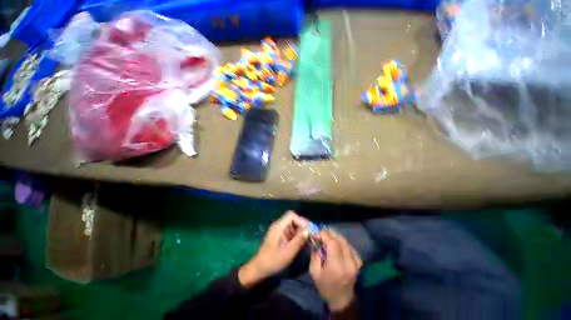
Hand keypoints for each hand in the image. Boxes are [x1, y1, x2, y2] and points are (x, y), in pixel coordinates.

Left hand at [239, 211, 308, 287]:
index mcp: (278, 226)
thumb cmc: (273, 260)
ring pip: (292, 225)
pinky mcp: (279, 236)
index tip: (308, 229)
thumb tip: (308, 231)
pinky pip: (290, 231)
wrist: (259, 268)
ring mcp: (279, 231)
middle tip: (311, 233)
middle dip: (302, 225)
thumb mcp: (288, 252)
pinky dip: (296, 235)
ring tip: (308, 238)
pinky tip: (302, 242)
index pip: (291, 215)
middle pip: (292, 219)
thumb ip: (298, 240)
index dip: (301, 220)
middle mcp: (278, 226)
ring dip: (300, 230)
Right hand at [310, 230, 362, 310]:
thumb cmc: (325, 286)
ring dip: (336, 236)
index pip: (333, 243)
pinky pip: (350, 246)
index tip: (317, 234)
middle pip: (341, 240)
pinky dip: (342, 242)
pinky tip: (337, 243)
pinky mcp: (359, 262)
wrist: (341, 300)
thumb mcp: (314, 271)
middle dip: (330, 233)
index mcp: (337, 266)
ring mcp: (356, 262)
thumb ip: (314, 254)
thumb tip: (315, 240)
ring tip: (328, 236)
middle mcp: (349, 262)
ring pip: (346, 241)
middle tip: (322, 233)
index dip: (324, 235)